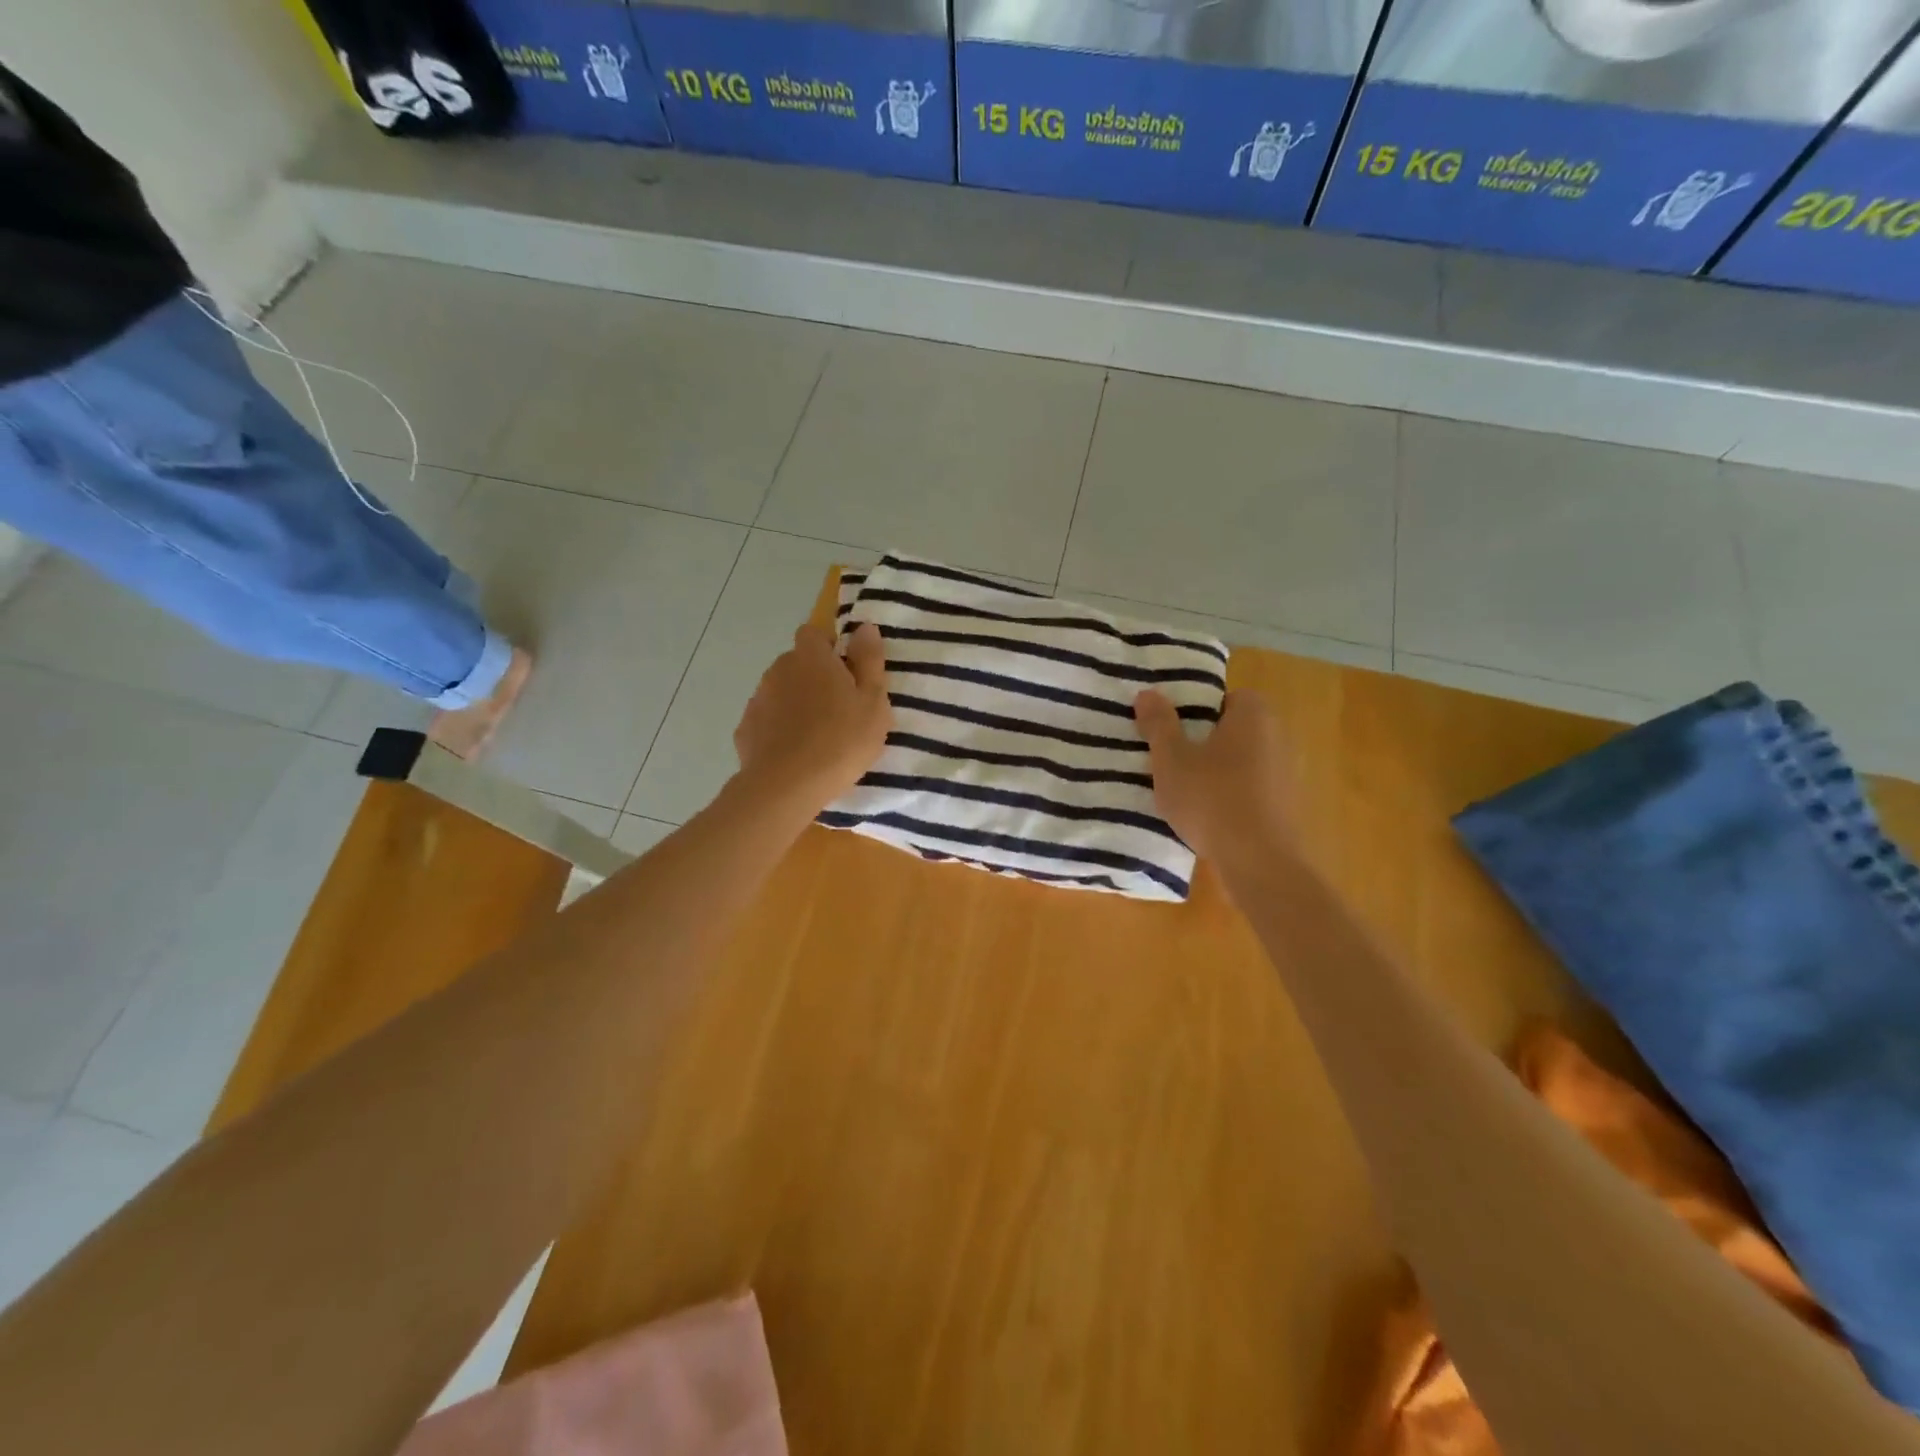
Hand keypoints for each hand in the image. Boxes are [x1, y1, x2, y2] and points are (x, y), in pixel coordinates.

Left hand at [734, 622, 890, 812]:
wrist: (787, 786)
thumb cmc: (841, 740)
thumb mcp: (873, 702)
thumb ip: (869, 661)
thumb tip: (865, 627)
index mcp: (811, 658)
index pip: (814, 634)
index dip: (829, 648)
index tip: (847, 673)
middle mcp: (779, 669)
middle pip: (797, 663)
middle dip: (815, 678)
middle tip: (840, 709)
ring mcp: (758, 699)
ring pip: (781, 691)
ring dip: (797, 703)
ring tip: (818, 736)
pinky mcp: (746, 729)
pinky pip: (768, 720)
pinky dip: (779, 729)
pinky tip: (795, 753)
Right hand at [1133, 687, 1291, 871]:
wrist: (1259, 861)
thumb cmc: (1211, 799)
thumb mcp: (1171, 760)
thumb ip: (1159, 724)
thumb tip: (1147, 693)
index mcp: (1254, 716)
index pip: (1226, 697)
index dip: (1197, 710)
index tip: (1174, 730)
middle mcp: (1278, 736)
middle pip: (1235, 729)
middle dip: (1206, 741)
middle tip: (1173, 759)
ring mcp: (1288, 772)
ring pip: (1243, 761)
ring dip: (1219, 770)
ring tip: (1187, 790)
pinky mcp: (1288, 805)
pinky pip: (1253, 788)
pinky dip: (1233, 795)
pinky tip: (1210, 816)